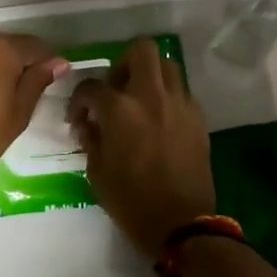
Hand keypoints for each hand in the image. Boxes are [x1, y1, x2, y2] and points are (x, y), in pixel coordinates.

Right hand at [70, 38, 215, 258]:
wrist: (182, 225)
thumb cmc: (132, 202)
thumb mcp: (97, 172)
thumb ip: (90, 139)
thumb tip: (86, 123)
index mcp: (120, 110)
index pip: (92, 86)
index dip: (79, 100)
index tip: (78, 117)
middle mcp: (152, 97)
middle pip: (141, 51)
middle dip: (123, 64)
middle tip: (116, 89)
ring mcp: (179, 104)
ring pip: (167, 66)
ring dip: (149, 76)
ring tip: (139, 100)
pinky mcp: (198, 118)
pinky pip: (181, 91)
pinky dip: (167, 96)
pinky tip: (159, 120)